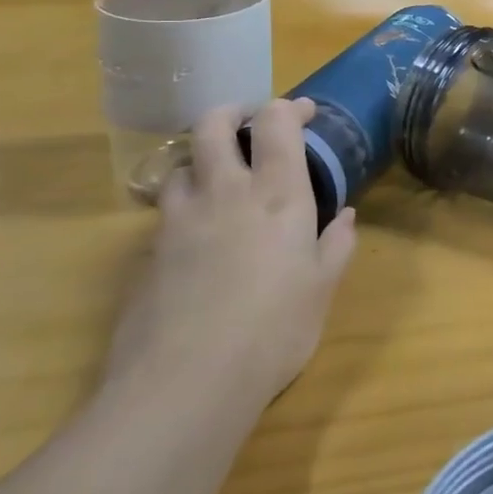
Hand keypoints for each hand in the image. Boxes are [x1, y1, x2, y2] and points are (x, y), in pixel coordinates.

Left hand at [104, 99, 356, 418]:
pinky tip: (195, 234)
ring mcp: (179, 220)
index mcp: (277, 193)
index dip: (289, 108)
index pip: (276, 122)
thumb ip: (336, 245)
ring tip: (218, 179)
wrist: (184, 385)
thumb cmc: (273, 331)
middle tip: (248, 124)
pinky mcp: (148, 253)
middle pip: (213, 124)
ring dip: (202, 160)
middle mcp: (225, 192)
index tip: (304, 113)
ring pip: (182, 163)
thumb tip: (345, 217)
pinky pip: (165, 211)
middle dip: (231, 113)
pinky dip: (182, 205)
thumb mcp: (321, 289)